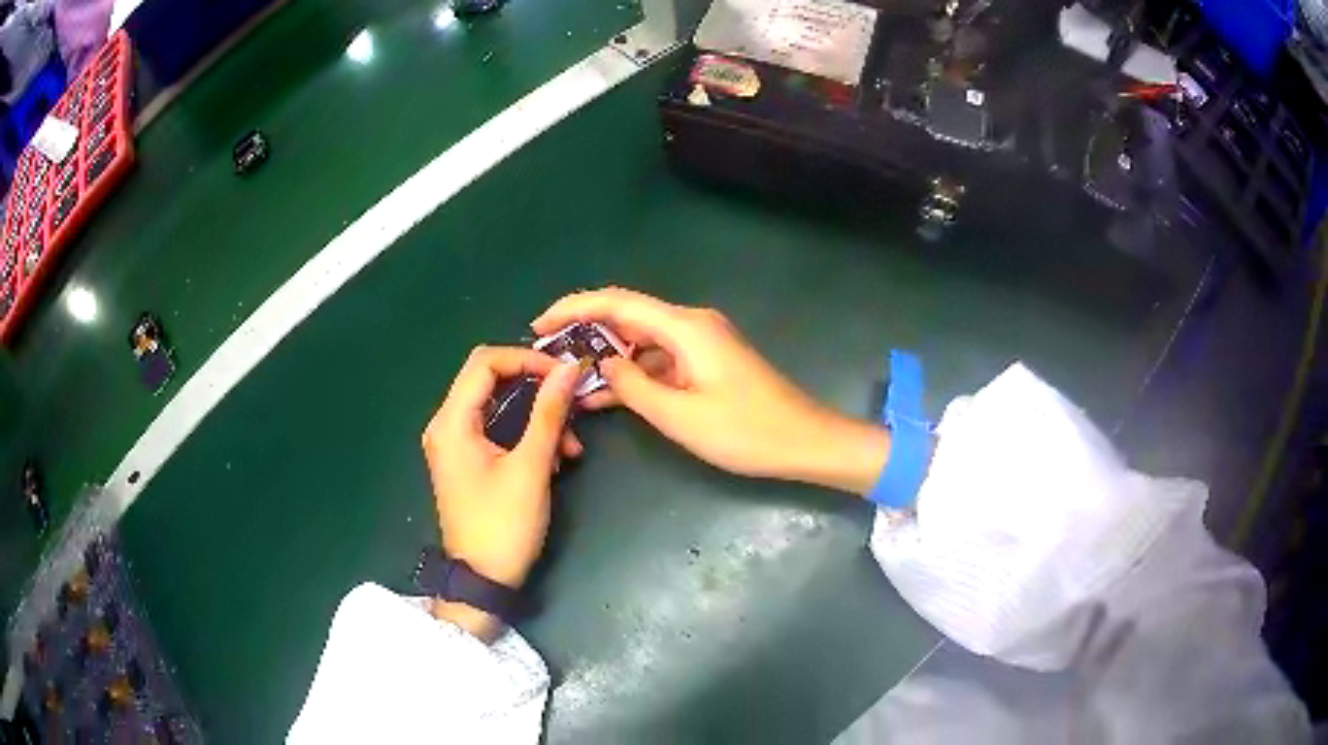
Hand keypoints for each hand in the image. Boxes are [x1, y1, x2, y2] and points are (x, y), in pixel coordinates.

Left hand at [421, 346, 580, 638]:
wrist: (482, 580)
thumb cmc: (503, 525)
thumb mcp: (531, 468)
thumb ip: (548, 413)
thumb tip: (568, 368)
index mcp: (452, 422)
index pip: (485, 362)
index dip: (526, 358)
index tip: (562, 373)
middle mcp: (446, 425)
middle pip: (491, 381)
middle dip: (536, 389)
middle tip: (572, 402)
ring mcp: (454, 444)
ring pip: (499, 407)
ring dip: (537, 417)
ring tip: (571, 446)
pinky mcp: (465, 460)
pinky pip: (497, 430)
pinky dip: (526, 435)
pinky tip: (556, 457)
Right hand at [533, 288, 890, 494]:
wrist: (803, 441)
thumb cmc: (745, 432)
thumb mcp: (679, 416)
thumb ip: (633, 387)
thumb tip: (603, 364)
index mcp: (683, 327)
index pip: (616, 303)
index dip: (572, 308)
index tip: (539, 326)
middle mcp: (690, 324)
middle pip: (626, 315)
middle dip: (584, 331)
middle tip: (547, 354)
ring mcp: (700, 343)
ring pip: (640, 340)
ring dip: (606, 357)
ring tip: (568, 380)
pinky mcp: (706, 362)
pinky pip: (658, 359)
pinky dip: (632, 373)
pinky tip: (606, 395)